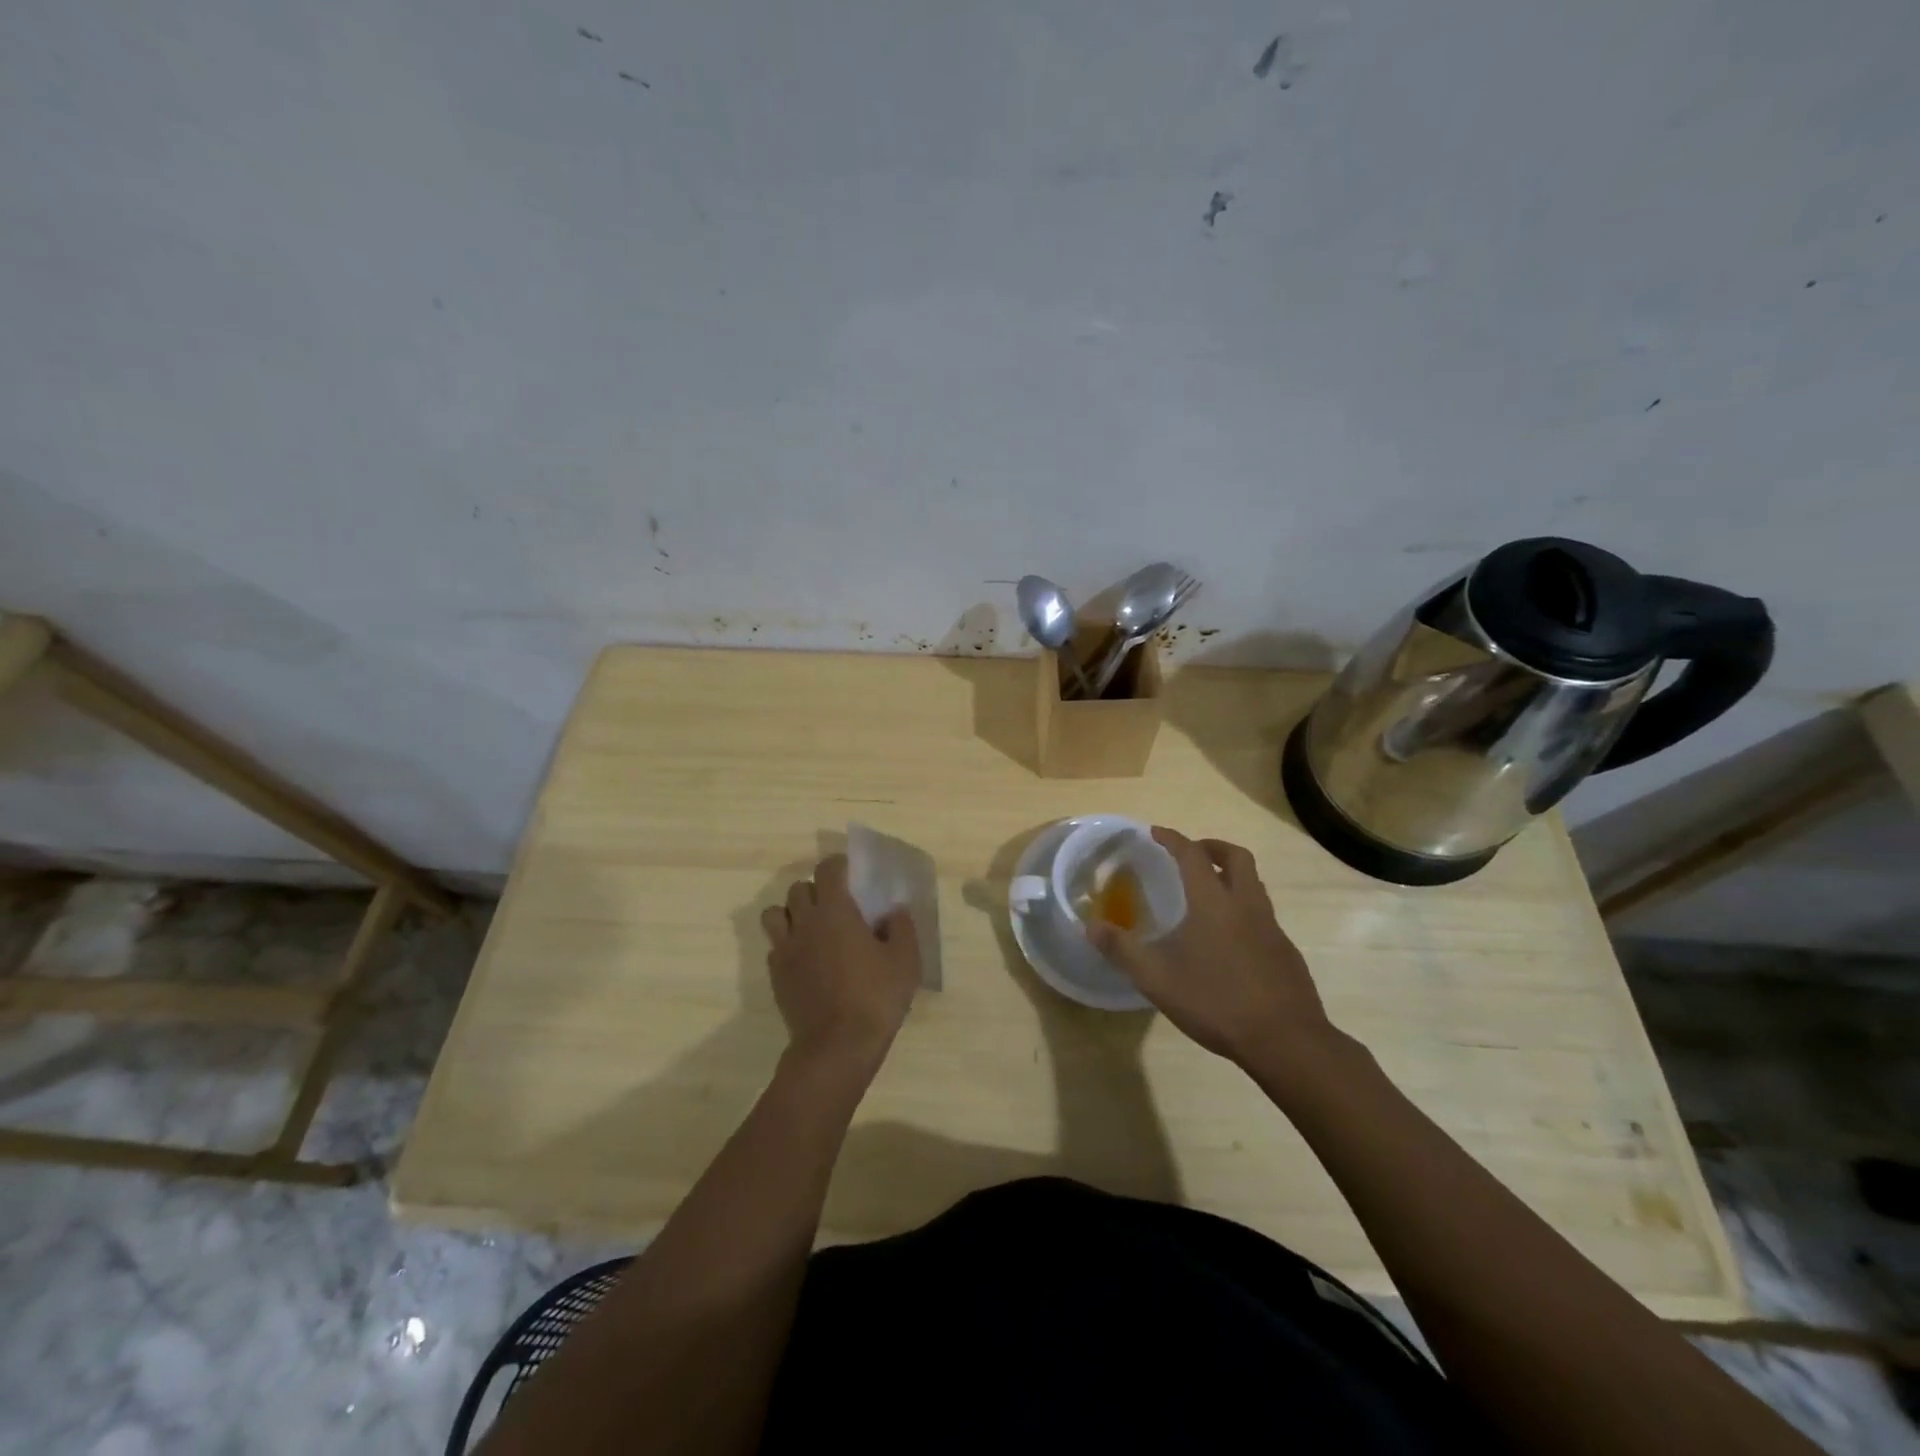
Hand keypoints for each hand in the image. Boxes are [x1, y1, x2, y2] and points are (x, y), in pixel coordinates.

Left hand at [761, 854, 920, 1072]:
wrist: (837, 1046)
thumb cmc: (875, 997)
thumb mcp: (905, 961)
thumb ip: (901, 928)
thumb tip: (894, 911)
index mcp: (835, 910)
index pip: (827, 870)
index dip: (838, 865)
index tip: (850, 871)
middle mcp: (804, 922)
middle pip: (798, 888)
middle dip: (815, 889)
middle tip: (836, 904)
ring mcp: (785, 949)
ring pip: (775, 914)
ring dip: (791, 913)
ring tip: (812, 927)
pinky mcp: (775, 975)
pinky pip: (775, 946)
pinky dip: (787, 943)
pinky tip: (806, 959)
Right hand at [1087, 828, 1335, 1067]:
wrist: (1286, 1041)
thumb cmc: (1216, 1001)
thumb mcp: (1157, 979)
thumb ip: (1122, 949)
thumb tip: (1090, 926)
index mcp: (1213, 903)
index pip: (1192, 855)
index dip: (1173, 839)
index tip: (1156, 832)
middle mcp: (1246, 905)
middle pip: (1236, 857)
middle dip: (1211, 847)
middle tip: (1191, 854)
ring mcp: (1272, 928)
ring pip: (1254, 884)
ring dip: (1230, 876)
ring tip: (1207, 894)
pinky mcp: (1286, 952)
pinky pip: (1263, 915)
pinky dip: (1243, 909)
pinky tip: (1228, 940)